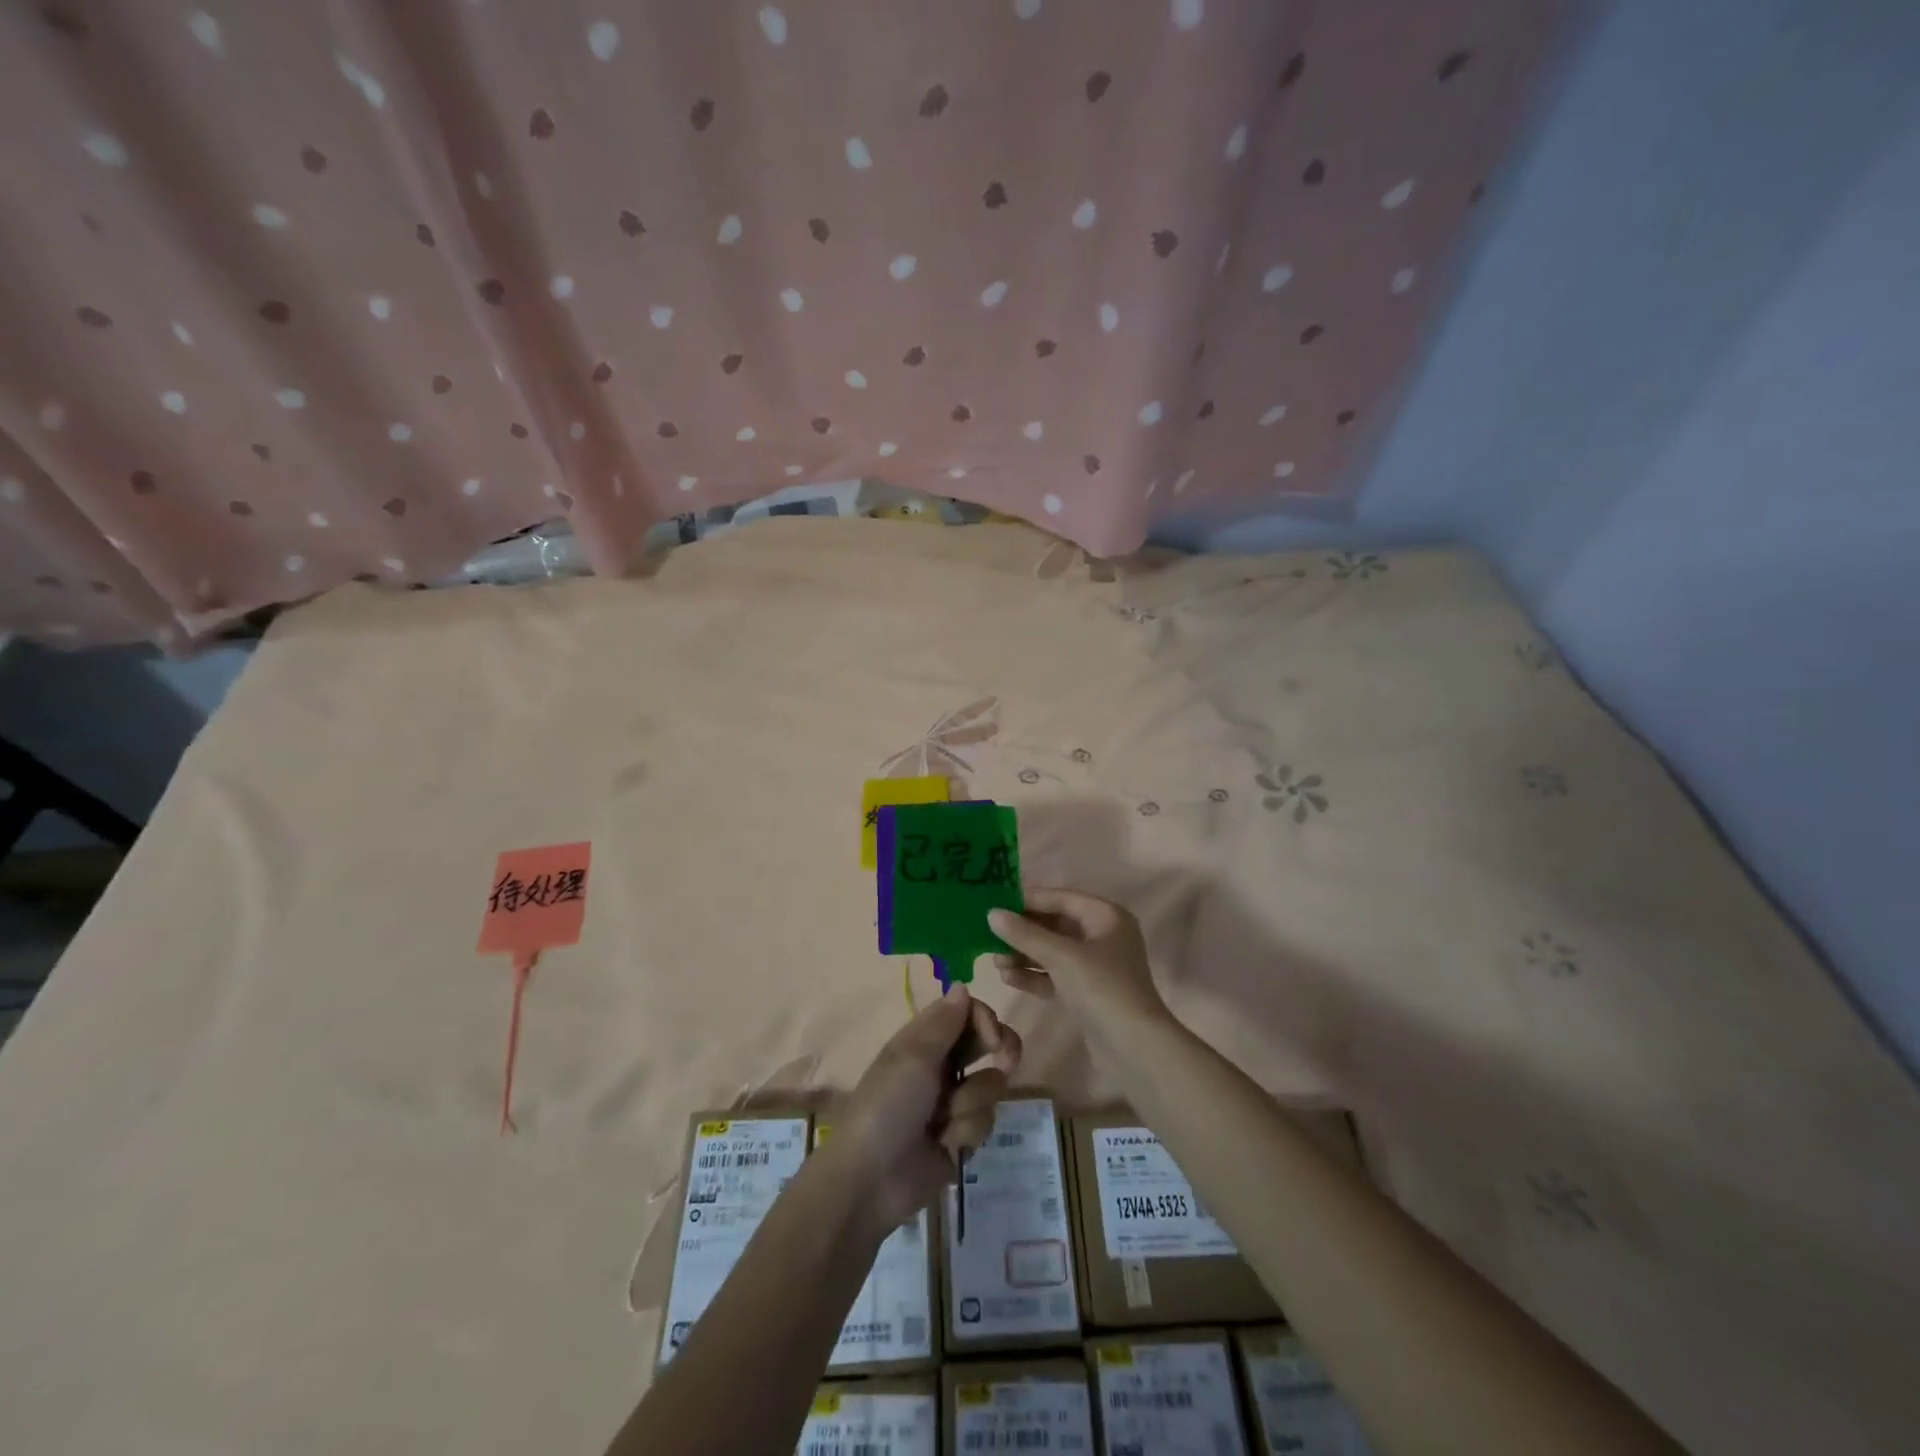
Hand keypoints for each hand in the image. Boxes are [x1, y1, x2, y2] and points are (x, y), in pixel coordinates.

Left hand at [830, 985, 1021, 1232]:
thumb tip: (962, 984)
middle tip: (1006, 1059)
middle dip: (1000, 1049)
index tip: (993, 1037)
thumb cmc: (888, 1106)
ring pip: (990, 1085)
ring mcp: (952, 1101)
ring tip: (945, 1121)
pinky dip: (966, 1131)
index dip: (985, 1019)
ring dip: (971, 1102)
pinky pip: (985, 1121)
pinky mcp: (961, 1136)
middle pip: (986, 1042)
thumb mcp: (914, 1057)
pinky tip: (946, 1143)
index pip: (966, 1012)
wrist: (871, 1180)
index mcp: (923, 1039)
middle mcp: (941, 1064)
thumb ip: (944, 1021)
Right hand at [989, 889, 1172, 1048]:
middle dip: (1022, 930)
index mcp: (1106, 916)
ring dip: (1024, 954)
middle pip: (1055, 924)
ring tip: (993, 959)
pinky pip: (1055, 975)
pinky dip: (1033, 975)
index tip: (994, 902)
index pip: (1060, 898)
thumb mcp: (1061, 956)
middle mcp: (1102, 936)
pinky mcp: (1087, 993)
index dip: (1027, 900)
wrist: (1134, 1049)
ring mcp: (1095, 966)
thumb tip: (991, 913)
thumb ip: (1025, 934)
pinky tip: (1007, 977)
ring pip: (1052, 951)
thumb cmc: (1102, 989)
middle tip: (987, 933)